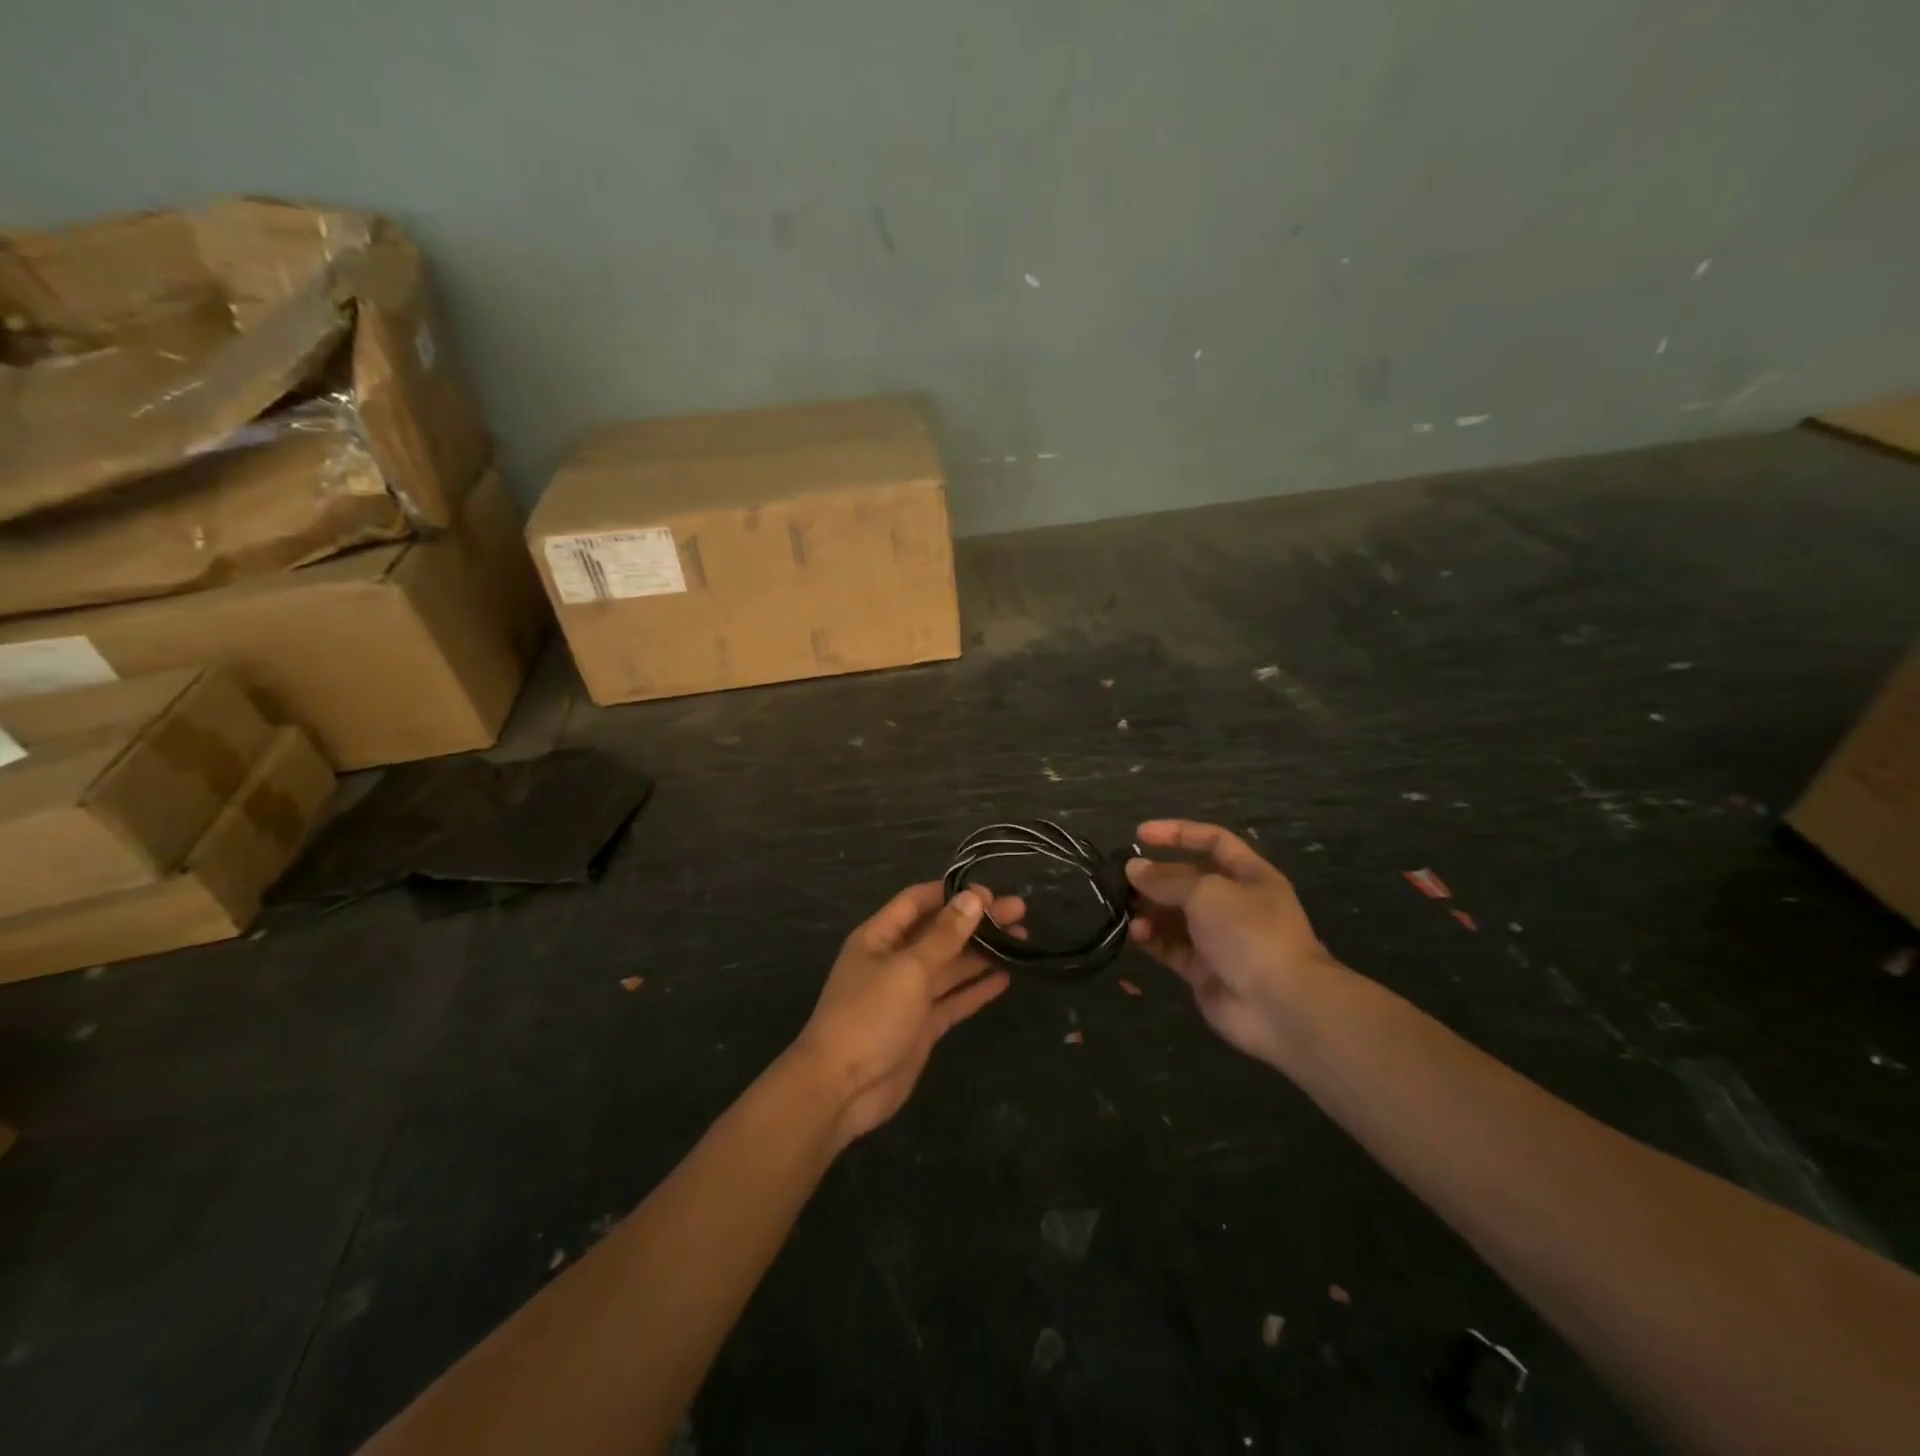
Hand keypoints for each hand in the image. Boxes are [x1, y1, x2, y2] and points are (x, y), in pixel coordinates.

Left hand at [790, 883, 1022, 1146]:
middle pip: (940, 932)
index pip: (919, 901)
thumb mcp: (909, 969)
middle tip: (1019, 912)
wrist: (840, 1088)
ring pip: (950, 965)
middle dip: (976, 921)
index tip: (991, 893)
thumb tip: (973, 898)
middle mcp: (894, 960)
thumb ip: (944, 935)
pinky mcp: (921, 1026)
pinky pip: (953, 999)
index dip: (953, 894)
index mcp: (880, 937)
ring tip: (1022, 939)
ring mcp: (908, 995)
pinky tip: (1005, 977)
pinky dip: (976, 988)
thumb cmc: (869, 1016)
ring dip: (982, 952)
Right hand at [1126, 820, 1339, 1066]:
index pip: (1212, 841)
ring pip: (1175, 916)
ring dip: (1149, 910)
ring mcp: (1219, 939)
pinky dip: (1152, 939)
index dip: (1177, 833)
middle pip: (1188, 880)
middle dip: (1155, 877)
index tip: (1140, 834)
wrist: (1279, 1005)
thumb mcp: (1206, 892)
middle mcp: (1235, 904)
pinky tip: (1135, 934)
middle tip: (1121, 878)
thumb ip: (1166, 879)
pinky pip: (1171, 947)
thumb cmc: (1249, 932)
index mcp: (1249, 875)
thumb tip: (1132, 868)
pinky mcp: (1203, 970)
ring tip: (1125, 909)